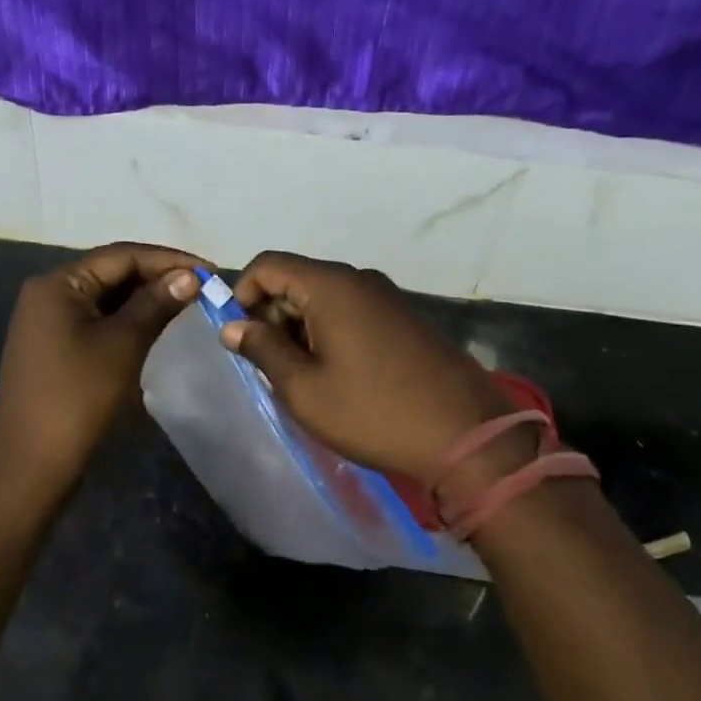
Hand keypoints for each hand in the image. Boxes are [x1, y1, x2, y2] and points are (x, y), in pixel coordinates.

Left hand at [0, 242, 206, 481]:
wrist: (29, 466)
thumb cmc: (77, 398)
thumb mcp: (122, 344)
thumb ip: (156, 303)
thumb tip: (190, 276)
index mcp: (58, 283)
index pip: (121, 256)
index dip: (169, 259)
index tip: (210, 270)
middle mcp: (48, 293)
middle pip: (112, 273)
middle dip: (158, 277)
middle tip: (204, 287)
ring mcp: (49, 321)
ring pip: (107, 298)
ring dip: (146, 299)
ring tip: (188, 303)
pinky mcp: (55, 347)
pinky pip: (98, 320)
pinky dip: (128, 319)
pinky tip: (157, 325)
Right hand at [221, 252, 519, 480]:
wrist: (467, 436)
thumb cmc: (374, 412)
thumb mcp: (304, 389)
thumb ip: (263, 349)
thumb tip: (233, 327)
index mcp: (330, 286)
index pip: (268, 264)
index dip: (242, 292)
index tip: (238, 335)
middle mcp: (358, 279)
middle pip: (296, 279)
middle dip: (272, 315)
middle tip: (269, 365)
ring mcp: (386, 296)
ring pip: (323, 297)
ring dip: (300, 327)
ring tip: (303, 377)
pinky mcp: (404, 317)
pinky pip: (351, 310)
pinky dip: (329, 331)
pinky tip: (337, 374)